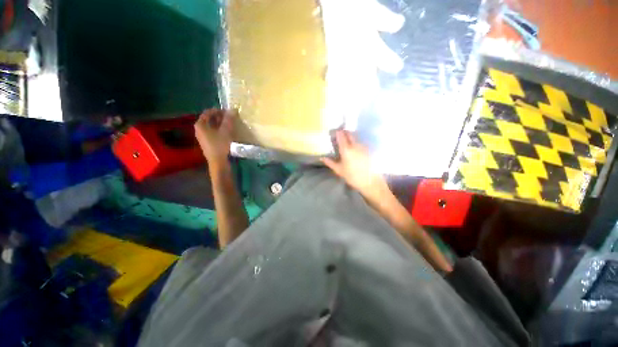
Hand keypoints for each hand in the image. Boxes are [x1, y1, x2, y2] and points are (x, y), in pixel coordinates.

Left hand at [194, 109, 234, 169]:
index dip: (218, 111)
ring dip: (220, 124)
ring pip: (211, 126)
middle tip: (230, 118)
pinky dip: (219, 130)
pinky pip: (212, 132)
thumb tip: (232, 109)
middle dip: (219, 117)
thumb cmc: (220, 145)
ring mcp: (202, 136)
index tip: (228, 112)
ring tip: (230, 124)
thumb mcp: (225, 131)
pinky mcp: (206, 142)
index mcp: (200, 124)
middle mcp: (198, 129)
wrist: (217, 162)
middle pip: (209, 119)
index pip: (208, 112)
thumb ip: (228, 120)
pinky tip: (227, 132)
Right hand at [321, 130, 386, 195]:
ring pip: (355, 138)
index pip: (341, 135)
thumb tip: (322, 158)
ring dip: (350, 138)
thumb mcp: (339, 170)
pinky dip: (356, 143)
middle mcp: (355, 145)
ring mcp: (363, 147)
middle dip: (344, 132)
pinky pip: (360, 143)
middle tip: (340, 135)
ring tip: (346, 142)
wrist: (371, 182)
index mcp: (346, 149)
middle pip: (349, 134)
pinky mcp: (369, 150)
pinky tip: (354, 149)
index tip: (334, 132)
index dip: (337, 132)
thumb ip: (330, 163)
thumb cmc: (352, 176)